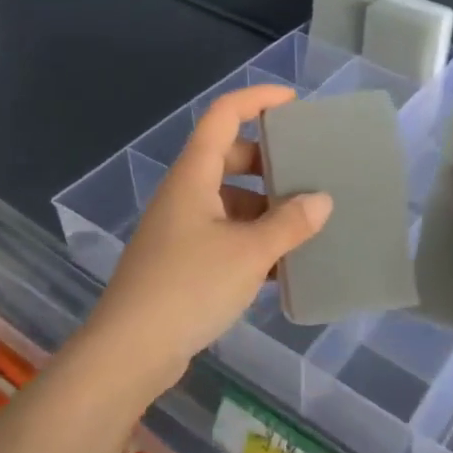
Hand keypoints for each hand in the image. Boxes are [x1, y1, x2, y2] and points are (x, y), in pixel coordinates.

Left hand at [77, 84, 332, 402]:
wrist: (130, 352)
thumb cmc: (189, 287)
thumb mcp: (249, 253)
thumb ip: (289, 223)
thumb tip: (322, 201)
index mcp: (194, 176)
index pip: (224, 116)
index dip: (257, 100)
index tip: (294, 103)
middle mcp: (186, 195)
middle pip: (229, 158)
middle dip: (269, 161)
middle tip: (309, 170)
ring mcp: (182, 230)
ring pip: (231, 202)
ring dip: (266, 208)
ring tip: (308, 222)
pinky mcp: (184, 263)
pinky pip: (226, 237)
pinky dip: (254, 241)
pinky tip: (285, 265)